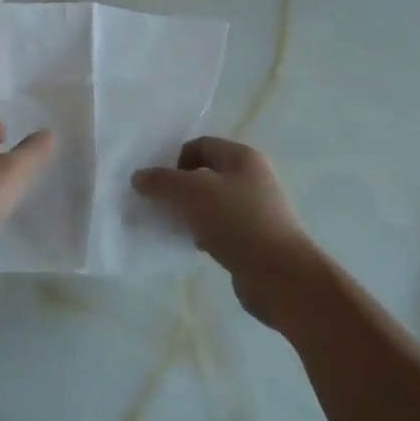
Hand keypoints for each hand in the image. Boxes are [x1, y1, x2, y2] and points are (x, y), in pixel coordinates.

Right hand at [132, 137, 315, 320]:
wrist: (280, 275)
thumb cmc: (236, 221)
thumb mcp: (191, 193)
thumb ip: (162, 181)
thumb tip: (139, 177)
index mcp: (243, 158)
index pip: (200, 145)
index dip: (174, 159)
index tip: (157, 182)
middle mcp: (252, 179)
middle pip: (205, 174)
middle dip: (178, 187)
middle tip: (157, 203)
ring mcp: (255, 210)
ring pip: (210, 203)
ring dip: (188, 212)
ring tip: (170, 225)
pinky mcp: (253, 239)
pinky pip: (219, 228)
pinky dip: (201, 233)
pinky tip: (190, 245)